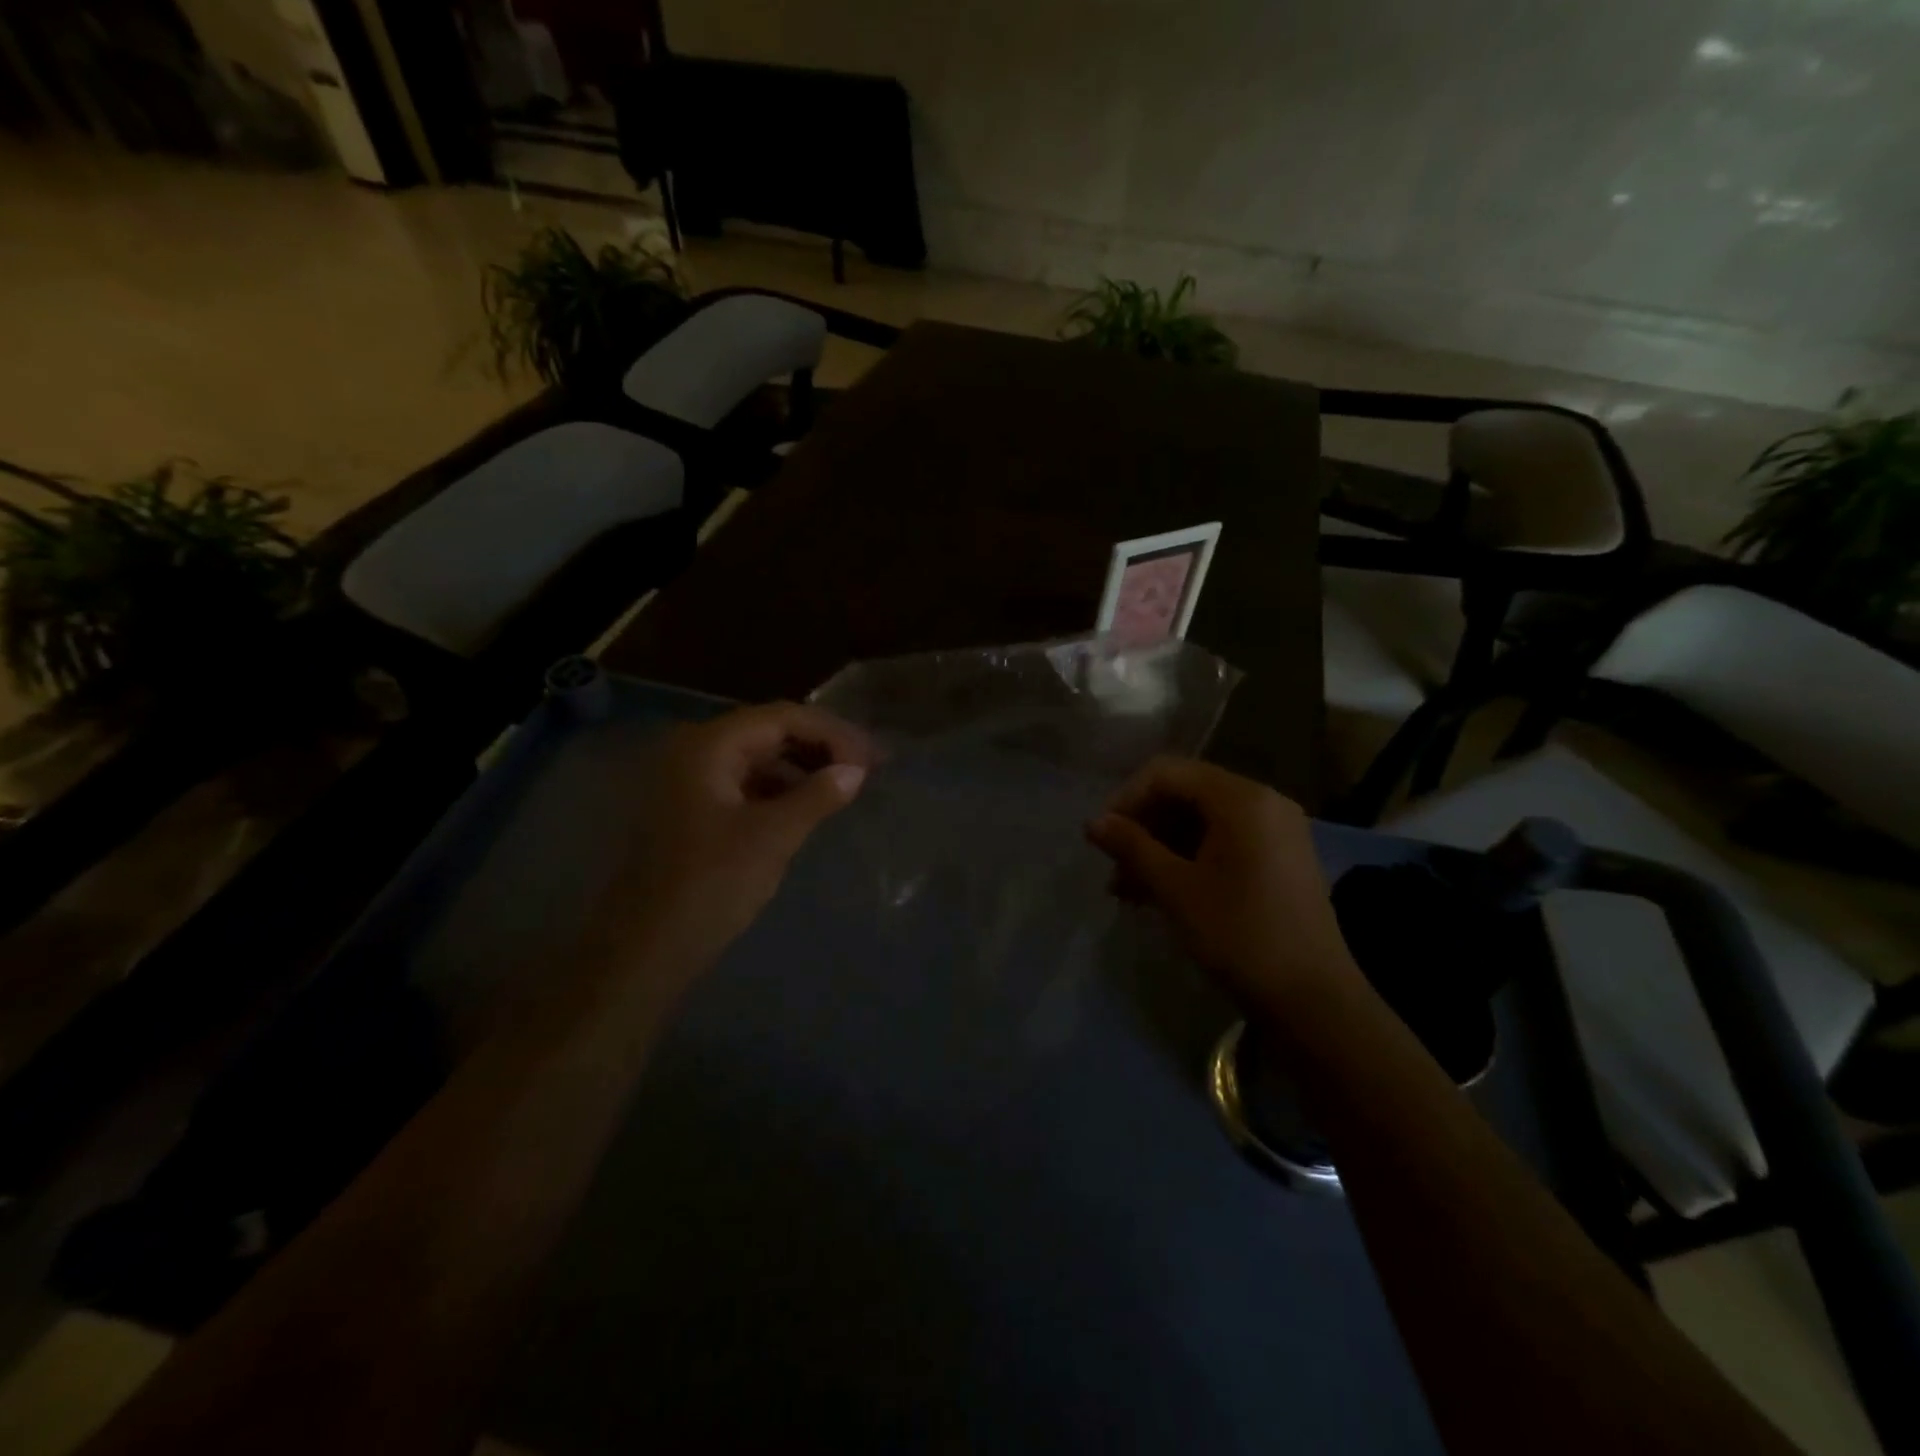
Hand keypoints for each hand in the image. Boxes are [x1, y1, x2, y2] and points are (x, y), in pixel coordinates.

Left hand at [602, 702, 875, 979]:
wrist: (647, 948)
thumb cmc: (710, 884)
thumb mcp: (772, 837)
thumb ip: (817, 796)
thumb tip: (856, 771)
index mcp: (709, 746)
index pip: (782, 718)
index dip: (832, 734)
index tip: (871, 761)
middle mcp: (696, 751)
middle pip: (769, 731)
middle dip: (820, 746)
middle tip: (866, 768)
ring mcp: (692, 781)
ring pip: (759, 757)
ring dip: (802, 767)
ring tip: (844, 786)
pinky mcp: (694, 809)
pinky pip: (746, 783)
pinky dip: (781, 788)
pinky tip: (809, 806)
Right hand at [1086, 757, 1362, 1019]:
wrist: (1313, 1001)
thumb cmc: (1239, 936)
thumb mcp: (1176, 889)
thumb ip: (1132, 847)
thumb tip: (1092, 822)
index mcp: (1242, 799)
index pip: (1168, 773)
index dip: (1126, 799)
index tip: (1101, 838)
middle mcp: (1263, 801)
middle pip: (1185, 793)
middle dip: (1143, 827)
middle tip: (1114, 868)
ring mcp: (1276, 830)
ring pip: (1201, 821)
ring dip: (1160, 847)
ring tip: (1128, 890)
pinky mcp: (1280, 858)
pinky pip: (1223, 841)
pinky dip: (1188, 858)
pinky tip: (1161, 893)